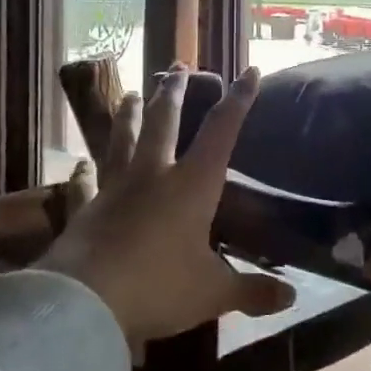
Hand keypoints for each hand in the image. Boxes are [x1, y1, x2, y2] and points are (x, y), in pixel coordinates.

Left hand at [40, 64, 294, 355]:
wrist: (85, 304)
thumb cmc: (159, 287)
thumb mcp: (213, 293)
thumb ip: (252, 291)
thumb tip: (292, 298)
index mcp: (192, 185)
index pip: (221, 132)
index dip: (238, 101)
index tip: (249, 71)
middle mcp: (153, 176)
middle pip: (163, 123)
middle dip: (173, 93)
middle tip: (177, 66)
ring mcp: (113, 190)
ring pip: (121, 142)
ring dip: (127, 116)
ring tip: (128, 93)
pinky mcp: (84, 212)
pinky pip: (83, 186)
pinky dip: (81, 174)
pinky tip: (78, 164)